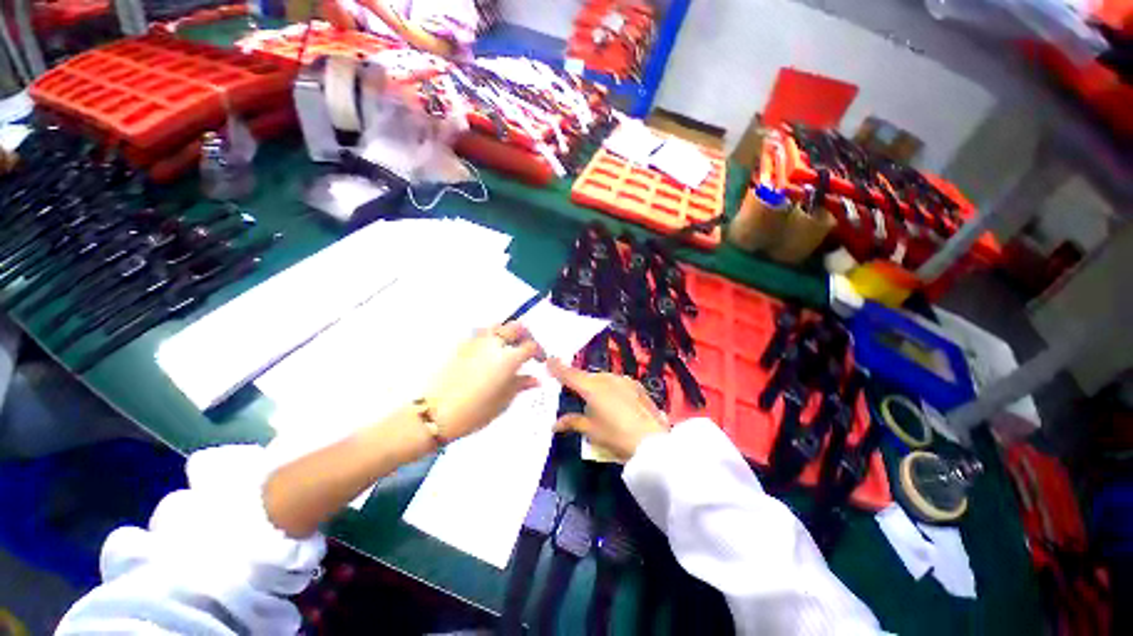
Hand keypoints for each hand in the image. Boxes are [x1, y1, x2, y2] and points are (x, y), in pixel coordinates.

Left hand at [425, 323, 544, 441]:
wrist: (435, 413)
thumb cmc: (475, 411)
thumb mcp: (503, 401)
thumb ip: (520, 384)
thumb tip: (535, 379)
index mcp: (508, 358)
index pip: (530, 345)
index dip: (538, 351)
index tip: (539, 361)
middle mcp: (494, 343)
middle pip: (515, 327)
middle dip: (525, 336)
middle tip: (526, 350)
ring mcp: (476, 341)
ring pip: (497, 326)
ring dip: (507, 333)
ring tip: (508, 349)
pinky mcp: (461, 345)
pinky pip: (481, 333)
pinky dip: (490, 338)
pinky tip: (488, 354)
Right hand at [548, 358, 667, 460]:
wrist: (652, 442)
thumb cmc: (616, 436)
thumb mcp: (591, 431)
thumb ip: (572, 422)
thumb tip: (555, 423)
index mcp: (592, 387)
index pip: (569, 375)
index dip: (557, 368)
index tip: (548, 360)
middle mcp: (606, 378)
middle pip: (586, 376)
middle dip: (577, 381)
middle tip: (571, 391)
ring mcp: (623, 380)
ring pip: (602, 378)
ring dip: (594, 384)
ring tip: (594, 400)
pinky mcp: (635, 385)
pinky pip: (616, 382)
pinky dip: (610, 388)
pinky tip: (614, 402)